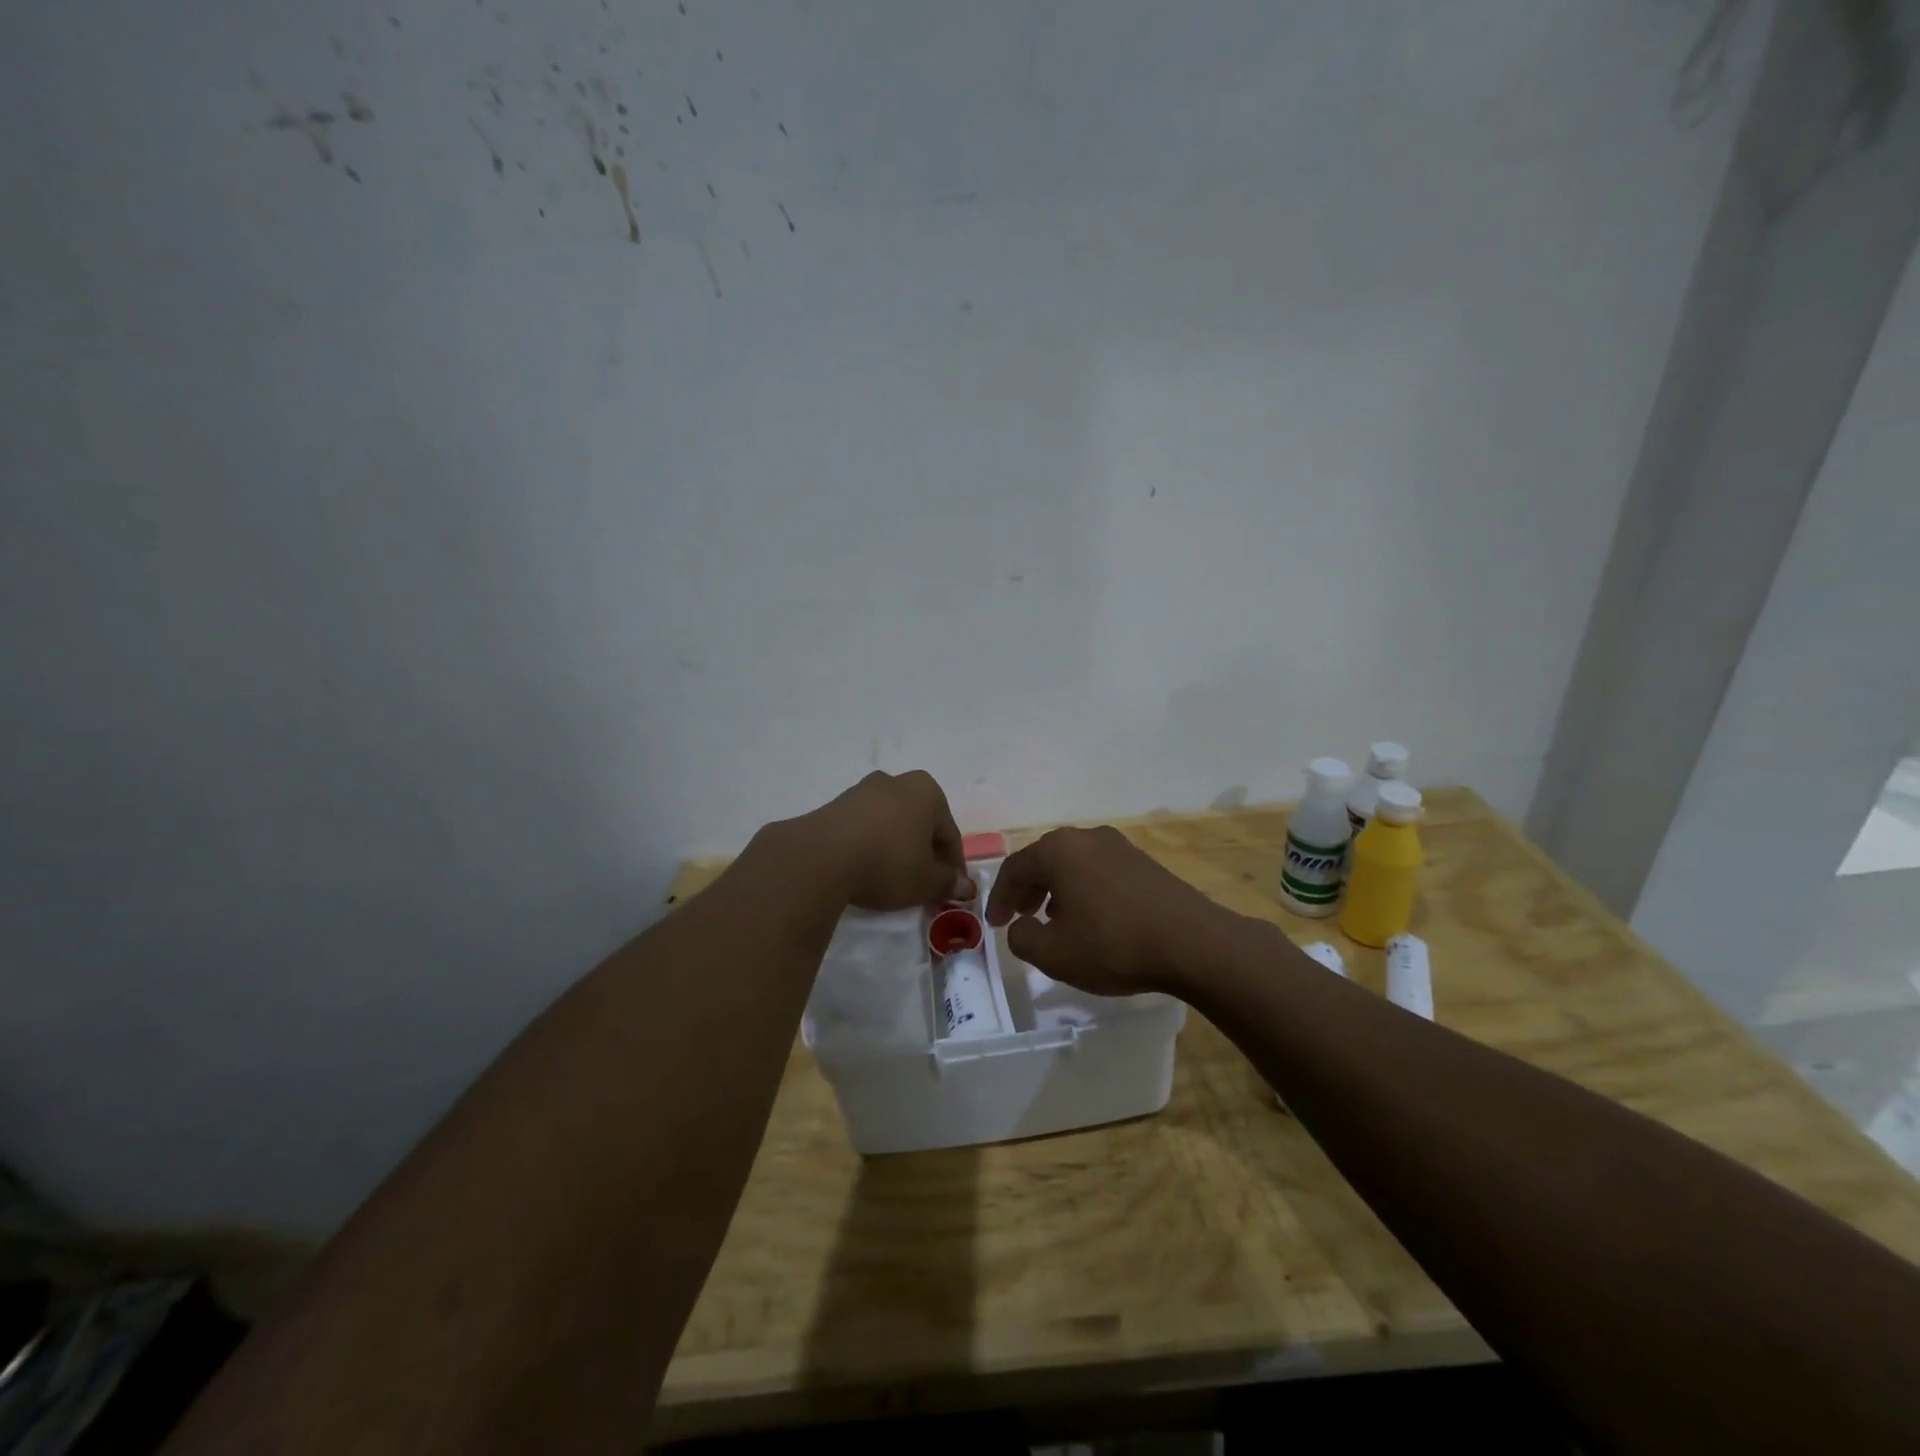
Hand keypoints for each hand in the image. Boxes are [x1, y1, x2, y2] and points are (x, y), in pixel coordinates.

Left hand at [795, 770, 972, 910]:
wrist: (821, 857)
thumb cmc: (888, 862)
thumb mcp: (926, 881)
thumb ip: (947, 882)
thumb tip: (964, 886)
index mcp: (927, 791)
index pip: (949, 833)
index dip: (953, 866)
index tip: (951, 891)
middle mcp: (896, 782)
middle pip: (920, 824)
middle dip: (924, 854)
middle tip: (924, 886)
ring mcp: (861, 791)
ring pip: (891, 824)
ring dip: (897, 849)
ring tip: (894, 881)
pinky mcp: (834, 806)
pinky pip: (864, 828)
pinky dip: (871, 847)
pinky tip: (867, 870)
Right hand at [984, 826, 1231, 994]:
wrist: (1193, 943)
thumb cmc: (1114, 944)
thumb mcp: (1054, 954)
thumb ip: (1022, 939)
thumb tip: (1022, 926)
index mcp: (1059, 850)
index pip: (1015, 868)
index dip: (999, 897)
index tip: (994, 924)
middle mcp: (1086, 838)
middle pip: (1043, 860)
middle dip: (1026, 889)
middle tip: (1018, 917)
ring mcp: (1119, 846)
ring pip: (1072, 864)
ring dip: (1055, 889)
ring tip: (1052, 919)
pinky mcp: (1143, 861)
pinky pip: (1098, 870)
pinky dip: (1082, 889)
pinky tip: (1090, 917)